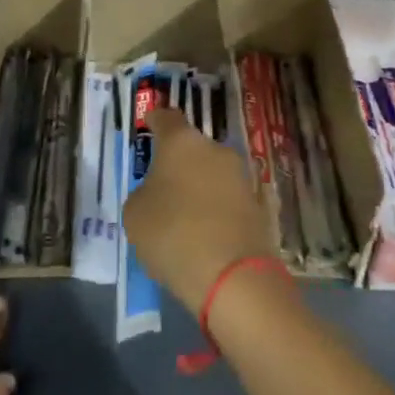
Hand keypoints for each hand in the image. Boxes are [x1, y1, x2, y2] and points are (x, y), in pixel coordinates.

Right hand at [123, 106, 273, 309]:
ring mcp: (242, 176)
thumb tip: (156, 193)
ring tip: (185, 215)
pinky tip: (207, 233)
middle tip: (164, 185)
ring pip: (213, 173)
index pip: (166, 118)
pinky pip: (229, 200)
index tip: (149, 125)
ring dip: (201, 186)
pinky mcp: (259, 205)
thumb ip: (143, 194)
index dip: (155, 121)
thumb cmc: (173, 234)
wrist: (233, 276)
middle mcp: (215, 150)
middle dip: (180, 162)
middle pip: (193, 147)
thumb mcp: (135, 215)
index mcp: (182, 142)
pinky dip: (218, 210)